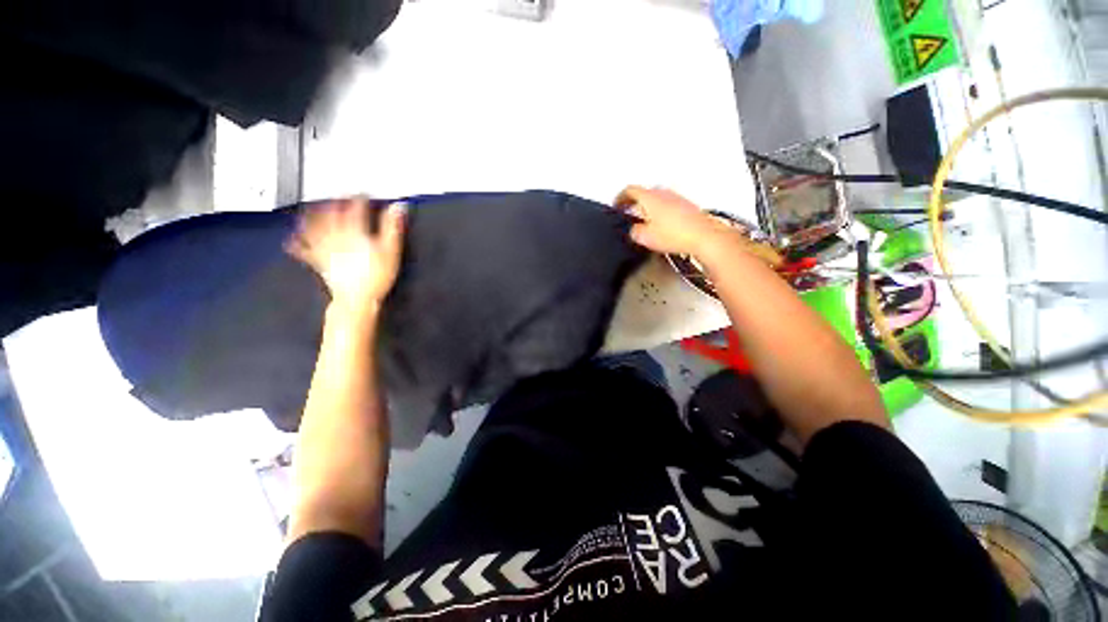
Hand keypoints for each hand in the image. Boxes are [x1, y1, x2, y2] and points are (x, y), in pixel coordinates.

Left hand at [286, 197, 406, 310]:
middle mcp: (335, 235)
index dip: (359, 199)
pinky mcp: (318, 262)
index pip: (356, 209)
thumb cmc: (377, 274)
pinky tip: (291, 239)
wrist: (357, 297)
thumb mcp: (391, 250)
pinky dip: (296, 243)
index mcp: (354, 231)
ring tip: (312, 208)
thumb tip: (398, 206)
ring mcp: (324, 248)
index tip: (362, 193)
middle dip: (334, 203)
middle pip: (331, 214)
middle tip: (337, 196)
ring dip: (312, 215)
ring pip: (314, 226)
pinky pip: (303, 250)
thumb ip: (392, 227)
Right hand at [615, 186, 780, 266]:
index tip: (616, 205)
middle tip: (628, 212)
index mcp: (649, 197)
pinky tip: (660, 225)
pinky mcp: (686, 205)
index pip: (629, 190)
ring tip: (644, 221)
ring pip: (656, 198)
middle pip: (644, 193)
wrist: (703, 236)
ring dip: (647, 207)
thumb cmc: (675, 234)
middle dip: (634, 202)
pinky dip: (659, 211)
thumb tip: (634, 230)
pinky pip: (667, 204)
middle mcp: (663, 193)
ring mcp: (676, 198)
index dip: (620, 198)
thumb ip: (634, 231)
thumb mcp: (644, 237)